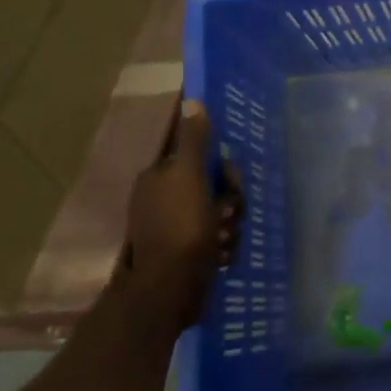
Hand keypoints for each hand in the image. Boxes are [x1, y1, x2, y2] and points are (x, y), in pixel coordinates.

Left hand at [124, 99, 241, 305]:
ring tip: (224, 241)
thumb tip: (193, 100)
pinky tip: (222, 256)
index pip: (201, 158)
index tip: (230, 183)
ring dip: (230, 225)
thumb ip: (193, 140)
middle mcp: (163, 200)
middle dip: (230, 201)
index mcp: (160, 178)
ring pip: (221, 213)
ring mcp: (175, 228)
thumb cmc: (181, 229)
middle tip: (228, 215)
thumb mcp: (189, 177)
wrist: (170, 290)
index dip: (222, 170)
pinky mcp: (187, 253)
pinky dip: (224, 246)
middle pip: (214, 186)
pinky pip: (218, 238)